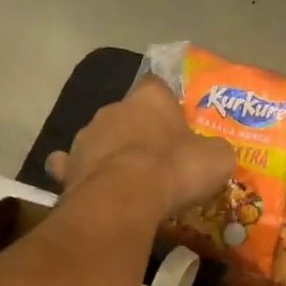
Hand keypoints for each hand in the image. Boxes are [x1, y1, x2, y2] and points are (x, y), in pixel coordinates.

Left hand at [47, 78, 234, 218]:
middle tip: (156, 159)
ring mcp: (86, 136)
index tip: (176, 125)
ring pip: (100, 139)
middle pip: (128, 115)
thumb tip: (215, 154)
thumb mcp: (216, 159)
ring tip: (127, 180)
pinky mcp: (69, 167)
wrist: (124, 198)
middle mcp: (114, 108)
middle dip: (139, 132)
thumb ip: (215, 151)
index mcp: (150, 98)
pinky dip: (80, 173)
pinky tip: (89, 187)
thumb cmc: (175, 169)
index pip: (158, 87)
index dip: (167, 105)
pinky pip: (71, 166)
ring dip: (111, 153)